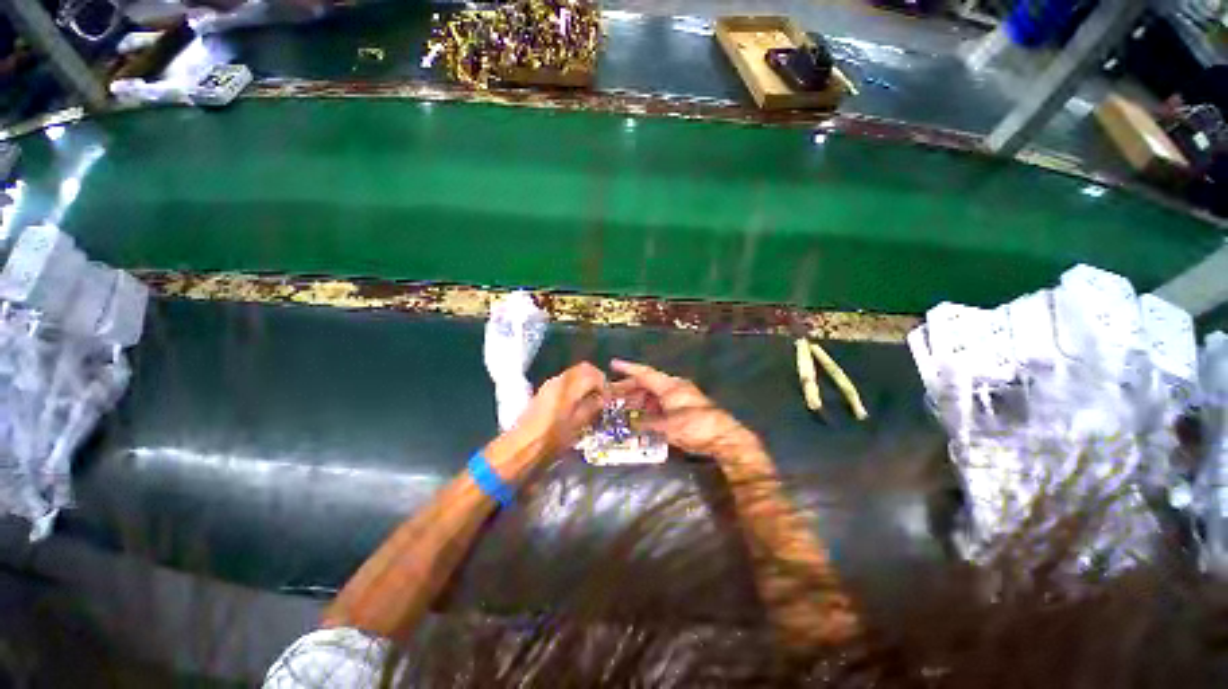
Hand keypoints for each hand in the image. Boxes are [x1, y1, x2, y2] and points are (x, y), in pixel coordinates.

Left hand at [509, 362, 606, 460]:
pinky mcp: (544, 391)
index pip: (593, 373)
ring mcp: (550, 384)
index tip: (608, 398)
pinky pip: (565, 381)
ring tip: (591, 400)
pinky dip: (575, 386)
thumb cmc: (552, 437)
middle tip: (602, 395)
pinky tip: (577, 403)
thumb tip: (602, 398)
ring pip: (574, 373)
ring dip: (586, 382)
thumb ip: (592, 407)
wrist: (522, 446)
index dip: (604, 383)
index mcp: (568, 386)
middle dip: (596, 378)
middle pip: (583, 368)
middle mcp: (559, 380)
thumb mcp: (577, 424)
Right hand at [610, 359, 761, 463]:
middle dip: (629, 388)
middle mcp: (673, 388)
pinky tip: (640, 417)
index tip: (612, 364)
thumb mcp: (668, 426)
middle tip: (612, 394)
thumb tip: (630, 425)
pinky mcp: (683, 409)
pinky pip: (660, 405)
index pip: (644, 373)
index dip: (627, 368)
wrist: (724, 438)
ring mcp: (679, 398)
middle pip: (647, 384)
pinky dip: (648, 409)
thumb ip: (647, 424)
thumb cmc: (696, 427)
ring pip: (653, 395)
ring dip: (638, 400)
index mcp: (669, 386)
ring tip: (622, 408)